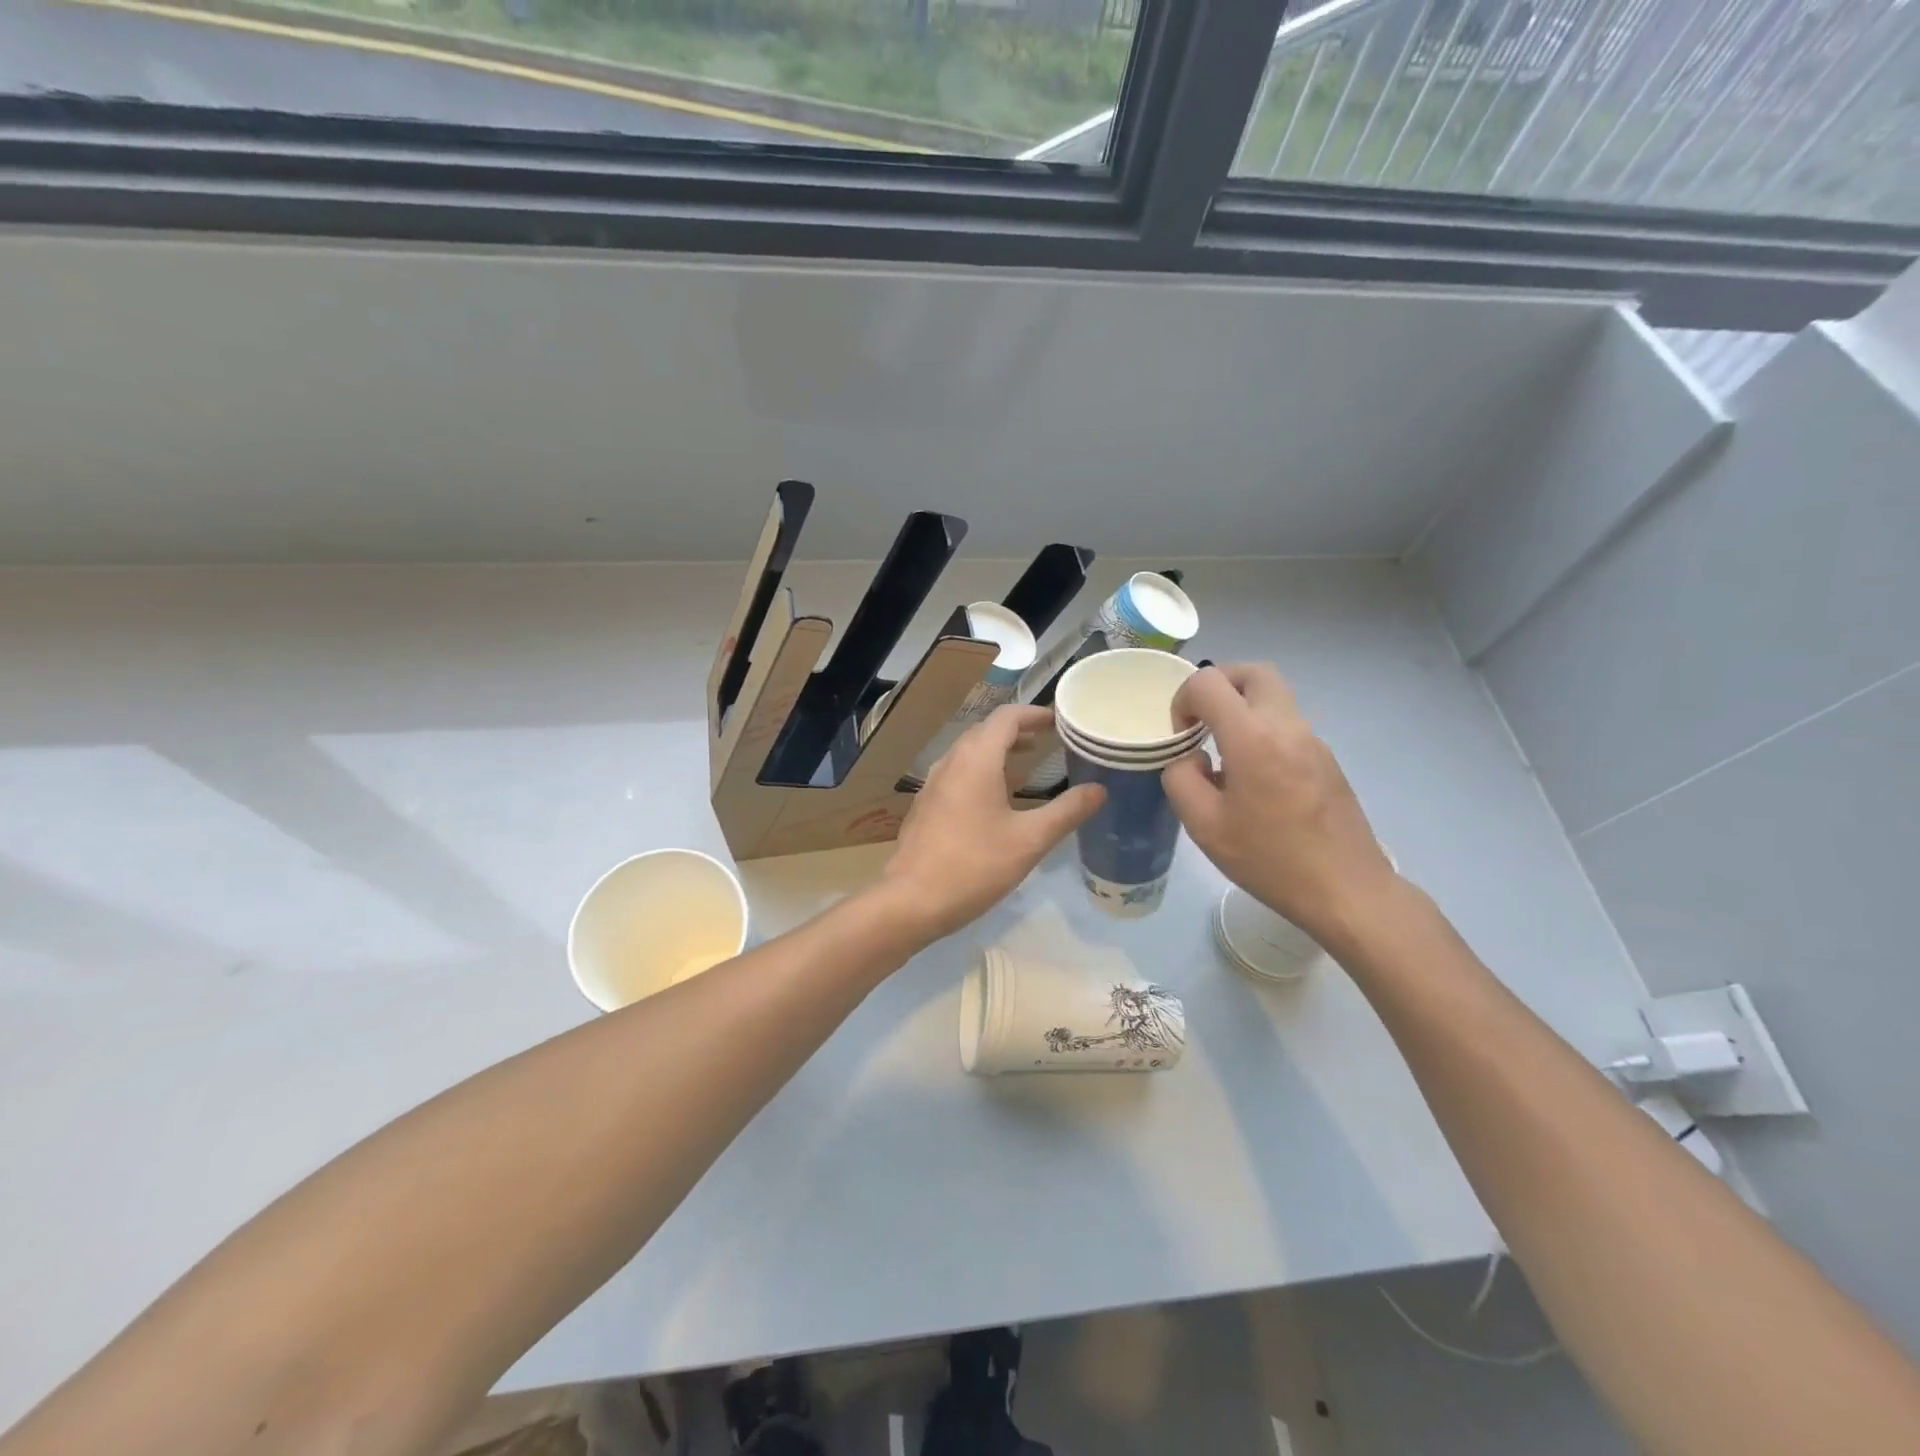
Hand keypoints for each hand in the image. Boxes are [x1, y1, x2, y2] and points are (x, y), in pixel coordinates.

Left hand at [880, 705, 1104, 940]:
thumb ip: (1066, 812)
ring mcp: (932, 783)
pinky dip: (979, 770)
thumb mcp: (1030, 840)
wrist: (911, 900)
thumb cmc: (975, 866)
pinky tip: (992, 798)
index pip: (1006, 717)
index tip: (1059, 721)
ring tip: (1025, 764)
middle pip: (985, 730)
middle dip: (1017, 730)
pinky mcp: (925, 805)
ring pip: (968, 752)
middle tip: (1047, 741)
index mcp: (976, 760)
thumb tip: (1099, 790)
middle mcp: (951, 762)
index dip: (1034, 713)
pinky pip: (956, 772)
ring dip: (997, 750)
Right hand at [1162, 663, 1398, 950]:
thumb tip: (1191, 759)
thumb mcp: (1203, 825)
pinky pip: (1287, 725)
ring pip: (1274, 696)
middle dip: (1218, 684)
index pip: (1209, 682)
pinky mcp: (1327, 759)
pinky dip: (1262, 731)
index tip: (1181, 736)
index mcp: (1253, 738)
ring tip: (1223, 754)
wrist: (1346, 890)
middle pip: (1252, 672)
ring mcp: (1313, 741)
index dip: (1183, 699)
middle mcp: (1287, 726)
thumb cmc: (1269, 859)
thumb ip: (1181, 779)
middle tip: (1201, 720)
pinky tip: (1254, 780)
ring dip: (1241, 708)